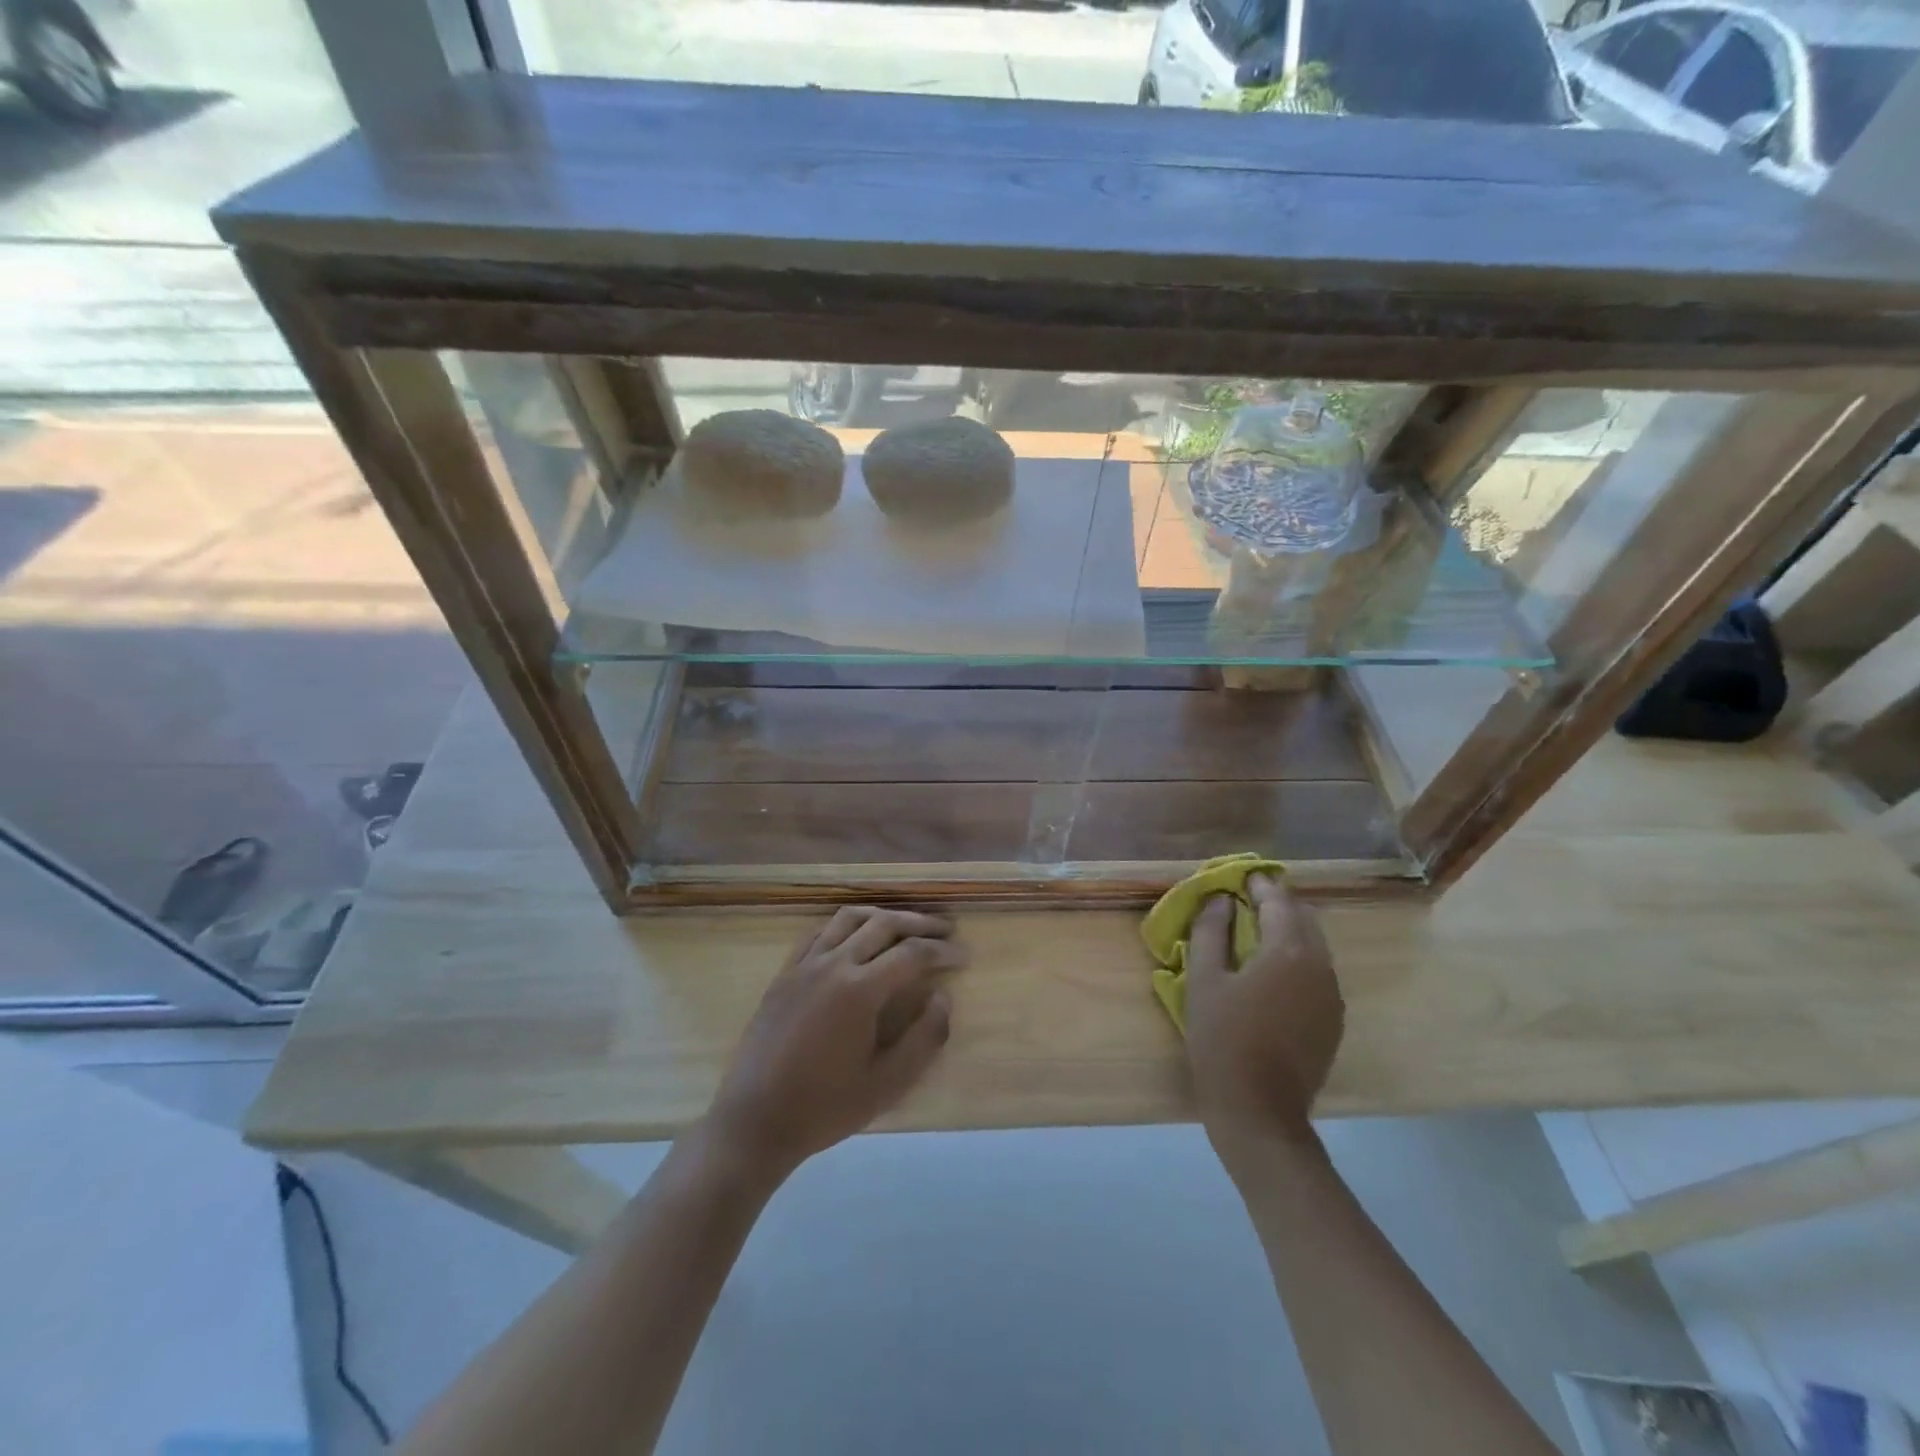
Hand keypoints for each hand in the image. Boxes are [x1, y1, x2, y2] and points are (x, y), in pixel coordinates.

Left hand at [705, 907, 966, 1180]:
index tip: (964, 956)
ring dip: (883, 915)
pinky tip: (856, 936)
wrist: (755, 1120)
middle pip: (884, 924)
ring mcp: (804, 965)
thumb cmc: (824, 1107)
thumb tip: (943, 998)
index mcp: (860, 990)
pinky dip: (846, 925)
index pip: (912, 954)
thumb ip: (924, 1039)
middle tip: (945, 930)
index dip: (942, 952)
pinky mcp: (785, 973)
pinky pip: (819, 932)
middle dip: (919, 923)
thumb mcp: (886, 1085)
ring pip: (849, 918)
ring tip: (905, 925)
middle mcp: (833, 965)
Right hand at [1185, 874, 1342, 1163]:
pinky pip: (1316, 973)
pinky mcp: (1333, 1020)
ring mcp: (1332, 996)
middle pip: (1303, 918)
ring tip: (1254, 933)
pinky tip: (1270, 972)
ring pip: (1314, 946)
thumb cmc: (1222, 1039)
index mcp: (1289, 951)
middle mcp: (1320, 966)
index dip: (1257, 884)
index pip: (1278, 900)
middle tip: (1244, 901)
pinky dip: (1296, 958)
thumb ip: (1211, 931)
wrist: (1260, 1112)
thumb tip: (1220, 900)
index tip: (1238, 876)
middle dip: (1275, 904)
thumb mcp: (1204, 980)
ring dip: (1287, 931)